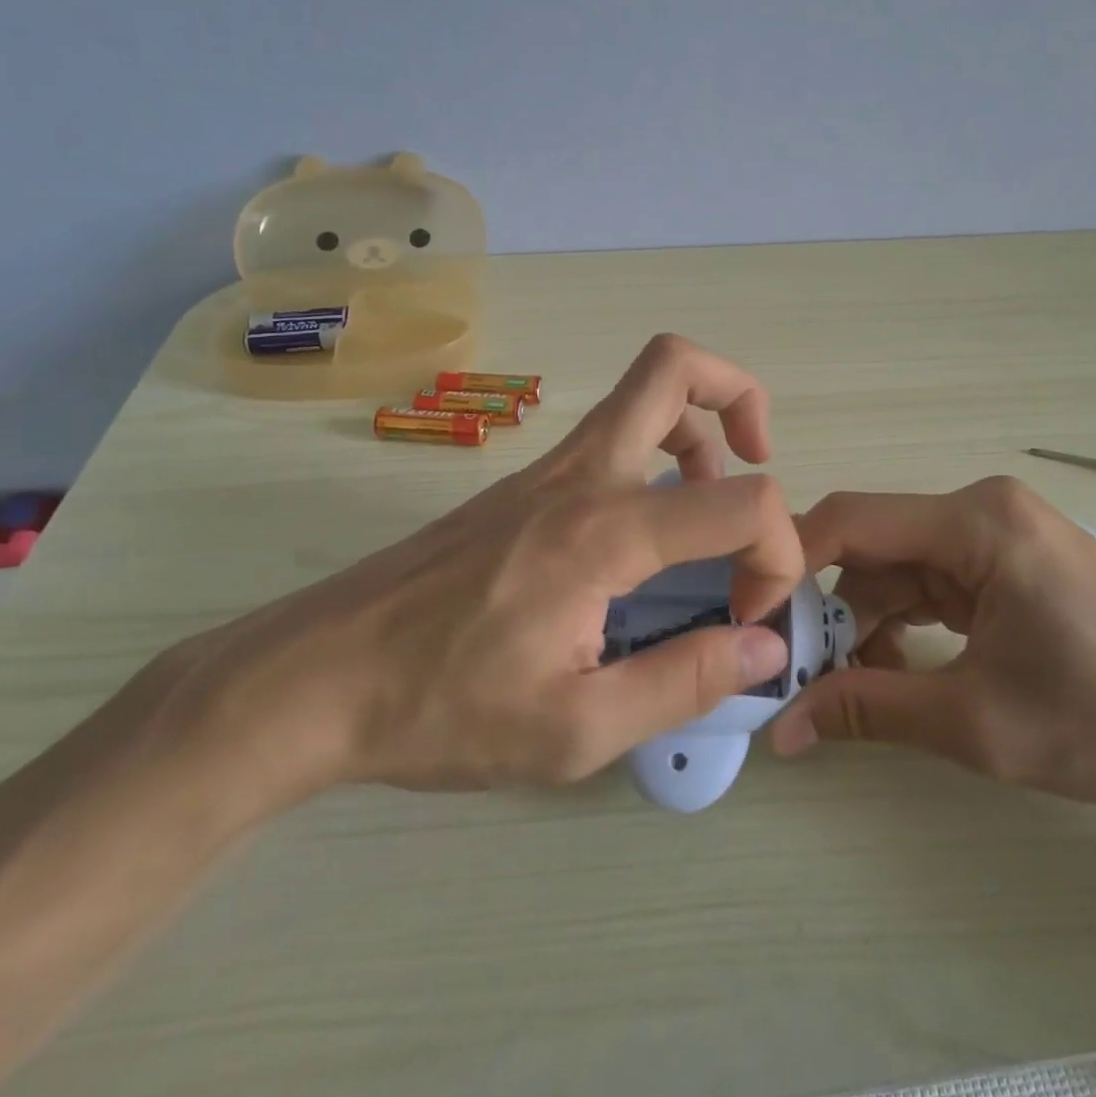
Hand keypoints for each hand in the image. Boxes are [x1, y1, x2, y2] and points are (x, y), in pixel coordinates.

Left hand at [154, 335, 800, 808]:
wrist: (317, 676)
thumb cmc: (442, 709)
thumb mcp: (575, 730)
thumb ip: (684, 682)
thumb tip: (764, 649)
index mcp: (603, 533)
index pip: (741, 502)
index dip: (779, 554)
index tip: (751, 619)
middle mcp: (581, 476)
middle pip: (676, 366)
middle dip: (741, 396)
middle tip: (758, 462)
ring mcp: (545, 471)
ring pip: (641, 392)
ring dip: (698, 428)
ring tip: (706, 507)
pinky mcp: (521, 486)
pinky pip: (609, 437)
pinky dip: (655, 454)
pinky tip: (644, 538)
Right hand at [765, 478, 1095, 803]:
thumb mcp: (978, 722)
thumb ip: (870, 710)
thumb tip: (782, 729)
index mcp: (974, 522)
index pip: (851, 520)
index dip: (791, 564)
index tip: (752, 620)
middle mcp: (978, 509)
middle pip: (871, 546)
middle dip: (828, 608)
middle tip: (793, 672)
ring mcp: (994, 532)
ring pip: (896, 567)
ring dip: (865, 623)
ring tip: (848, 689)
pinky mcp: (1005, 559)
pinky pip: (929, 581)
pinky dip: (903, 623)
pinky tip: (897, 672)